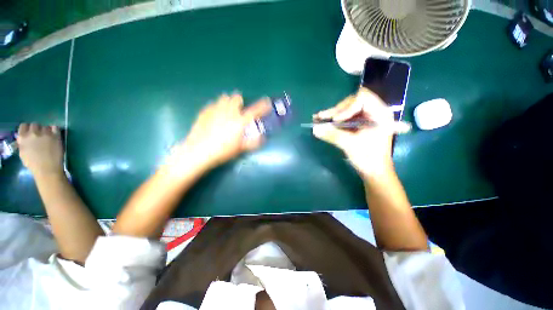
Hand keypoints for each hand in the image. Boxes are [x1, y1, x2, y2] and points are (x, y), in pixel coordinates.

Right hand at [17, 123, 63, 176]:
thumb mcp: (22, 152)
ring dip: (46, 130)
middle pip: (35, 124)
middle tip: (39, 136)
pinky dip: (54, 130)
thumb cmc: (33, 164)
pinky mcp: (55, 136)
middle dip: (36, 129)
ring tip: (47, 138)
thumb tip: (23, 137)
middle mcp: (33, 133)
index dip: (27, 129)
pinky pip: (55, 127)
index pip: (23, 126)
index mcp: (23, 137)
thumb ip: (22, 143)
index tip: (30, 133)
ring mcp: (45, 133)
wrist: (47, 169)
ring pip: (45, 126)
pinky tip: (54, 135)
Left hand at [172, 93, 270, 170]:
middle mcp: (228, 112)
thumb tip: (262, 138)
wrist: (198, 151)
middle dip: (240, 101)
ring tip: (227, 110)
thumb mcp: (240, 149)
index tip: (267, 101)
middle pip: (236, 98)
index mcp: (239, 122)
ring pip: (223, 98)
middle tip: (240, 109)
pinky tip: (215, 116)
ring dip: (228, 102)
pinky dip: (217, 107)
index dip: (262, 106)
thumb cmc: (222, 151)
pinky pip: (212, 104)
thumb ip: (252, 142)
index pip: (254, 111)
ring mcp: (215, 110)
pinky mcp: (204, 112)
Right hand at [312, 88, 408, 176]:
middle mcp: (374, 112)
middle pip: (353, 102)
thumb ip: (332, 134)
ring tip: (318, 118)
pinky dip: (335, 120)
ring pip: (348, 110)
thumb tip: (314, 128)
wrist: (374, 172)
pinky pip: (346, 118)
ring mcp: (367, 119)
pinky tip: (324, 122)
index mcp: (379, 114)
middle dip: (337, 110)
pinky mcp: (360, 125)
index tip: (336, 121)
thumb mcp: (349, 145)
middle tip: (323, 117)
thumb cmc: (368, 158)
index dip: (346, 107)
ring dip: (333, 114)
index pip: (362, 98)